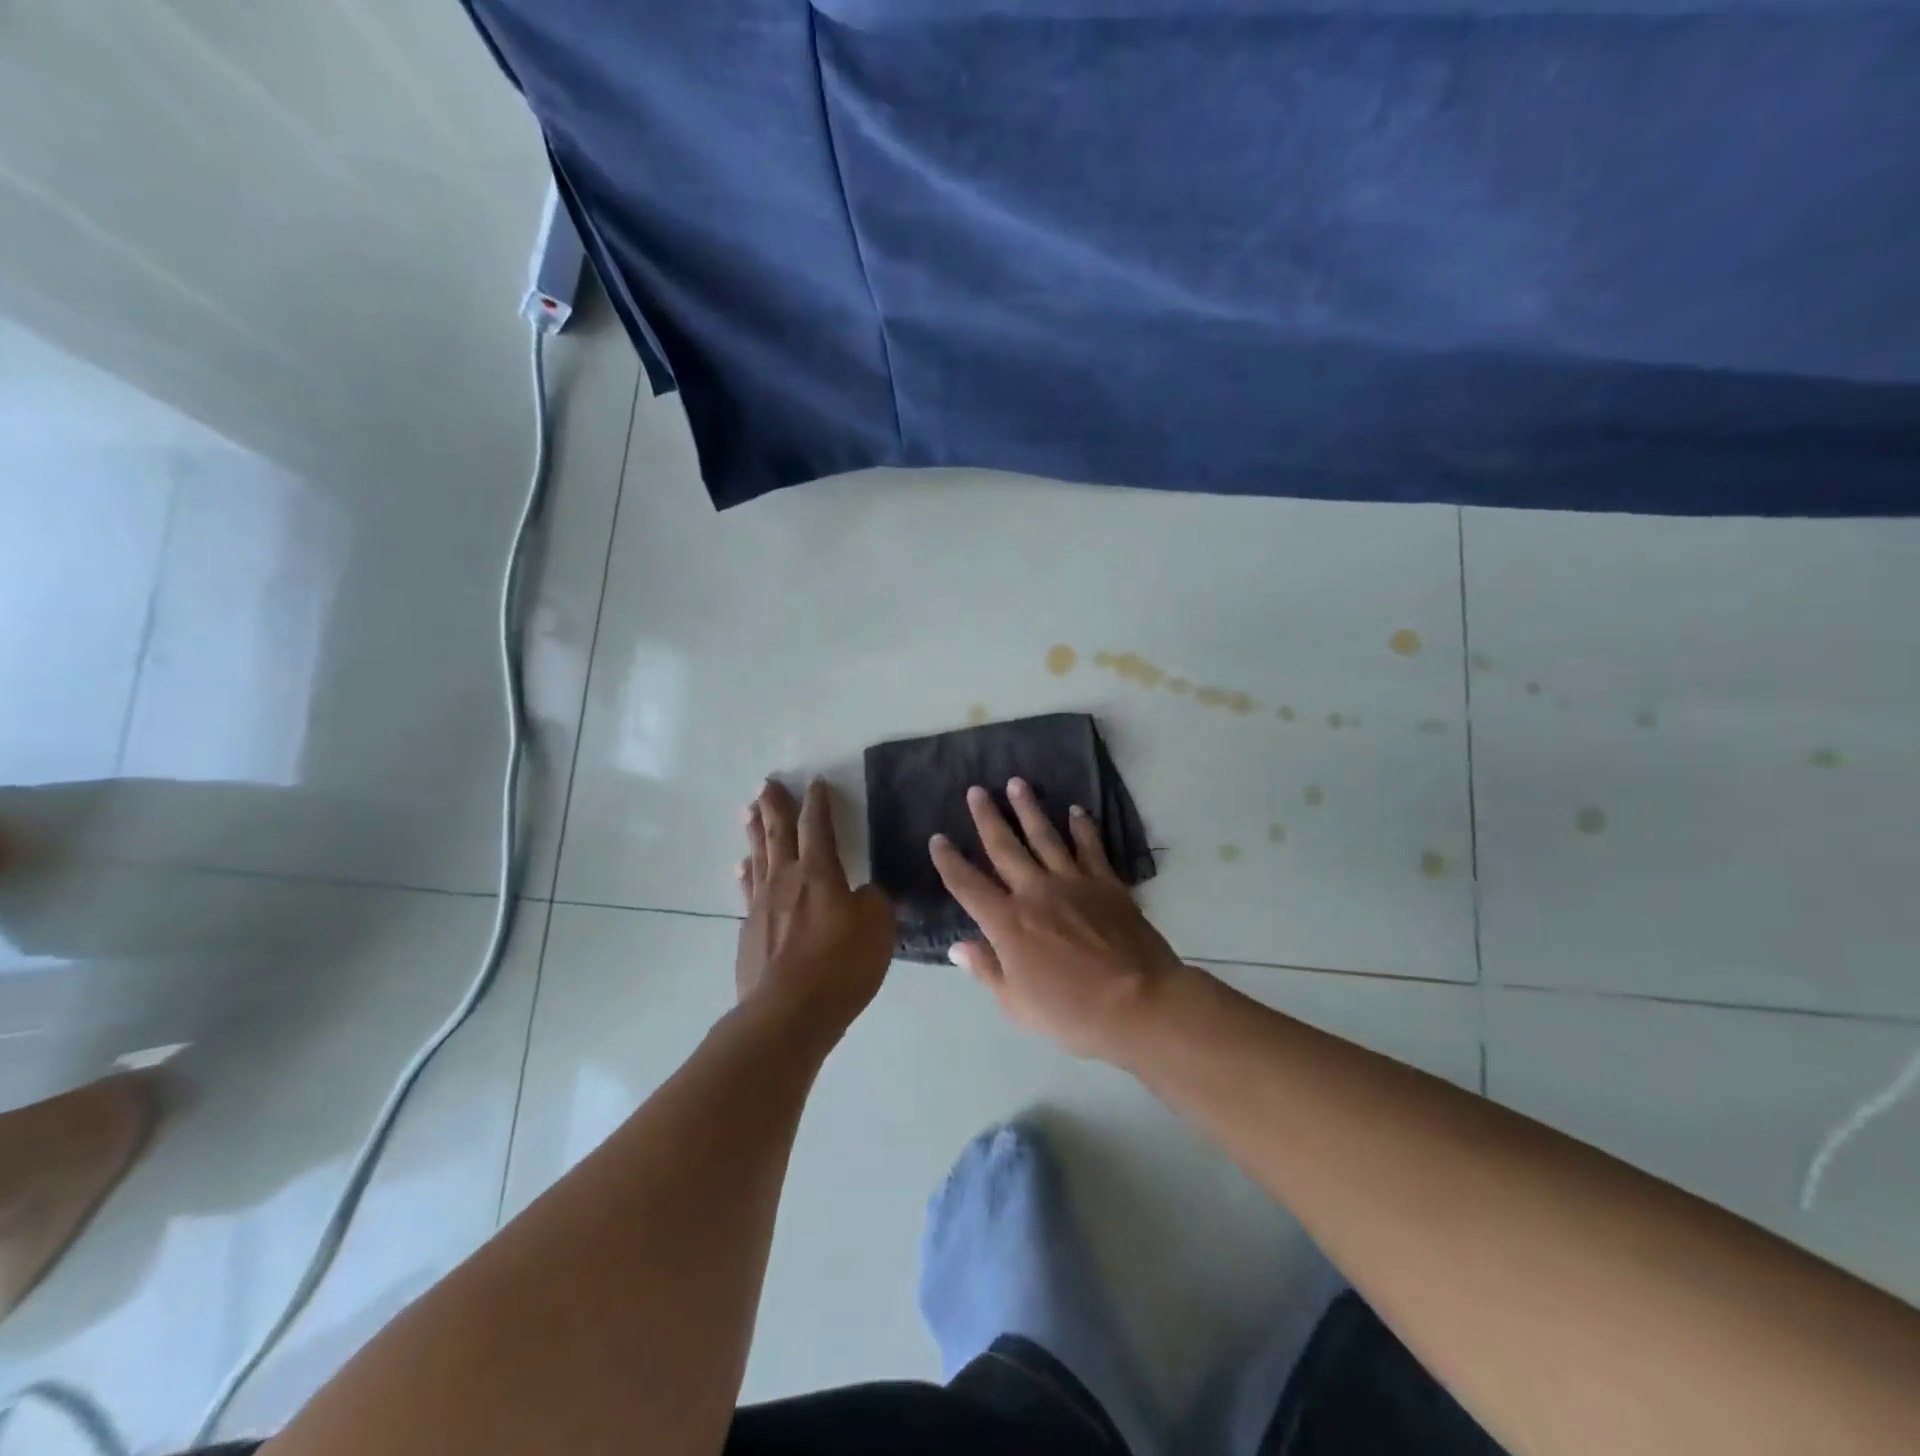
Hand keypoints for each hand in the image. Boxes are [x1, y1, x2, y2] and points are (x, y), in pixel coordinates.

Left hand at [736, 778, 894, 1036]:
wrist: (787, 1014)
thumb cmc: (840, 966)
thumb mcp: (878, 928)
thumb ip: (873, 902)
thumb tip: (861, 894)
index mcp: (819, 874)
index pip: (817, 827)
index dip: (818, 804)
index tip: (815, 783)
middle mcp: (785, 881)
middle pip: (778, 833)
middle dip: (775, 806)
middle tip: (767, 783)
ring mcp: (761, 906)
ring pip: (758, 857)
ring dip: (755, 832)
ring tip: (748, 811)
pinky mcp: (749, 932)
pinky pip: (748, 890)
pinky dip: (747, 874)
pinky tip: (744, 868)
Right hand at [929, 779, 1185, 1059]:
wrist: (1139, 1003)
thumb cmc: (1072, 1013)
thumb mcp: (1017, 1004)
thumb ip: (986, 970)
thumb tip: (958, 945)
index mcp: (1008, 923)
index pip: (967, 885)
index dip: (949, 862)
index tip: (937, 839)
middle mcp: (1035, 892)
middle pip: (1004, 847)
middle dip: (987, 817)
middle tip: (976, 790)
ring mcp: (1073, 882)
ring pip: (1045, 836)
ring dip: (1029, 809)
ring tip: (1017, 783)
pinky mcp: (1106, 883)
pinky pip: (1090, 847)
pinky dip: (1082, 827)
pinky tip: (1076, 810)